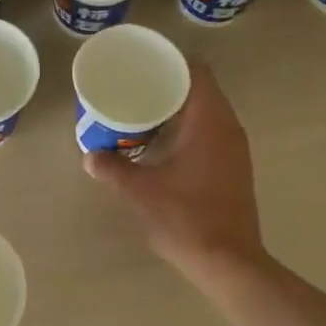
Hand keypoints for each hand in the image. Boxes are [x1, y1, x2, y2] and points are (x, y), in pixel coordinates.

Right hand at [84, 63, 266, 283]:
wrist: (228, 262)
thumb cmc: (185, 218)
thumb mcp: (140, 192)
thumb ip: (112, 169)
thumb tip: (90, 156)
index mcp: (210, 121)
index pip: (196, 71)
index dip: (170, 62)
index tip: (143, 65)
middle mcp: (229, 128)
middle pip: (201, 90)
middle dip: (168, 87)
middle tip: (134, 89)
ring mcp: (236, 149)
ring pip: (206, 113)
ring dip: (178, 111)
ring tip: (142, 115)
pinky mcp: (235, 168)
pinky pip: (211, 133)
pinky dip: (188, 130)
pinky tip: (162, 146)